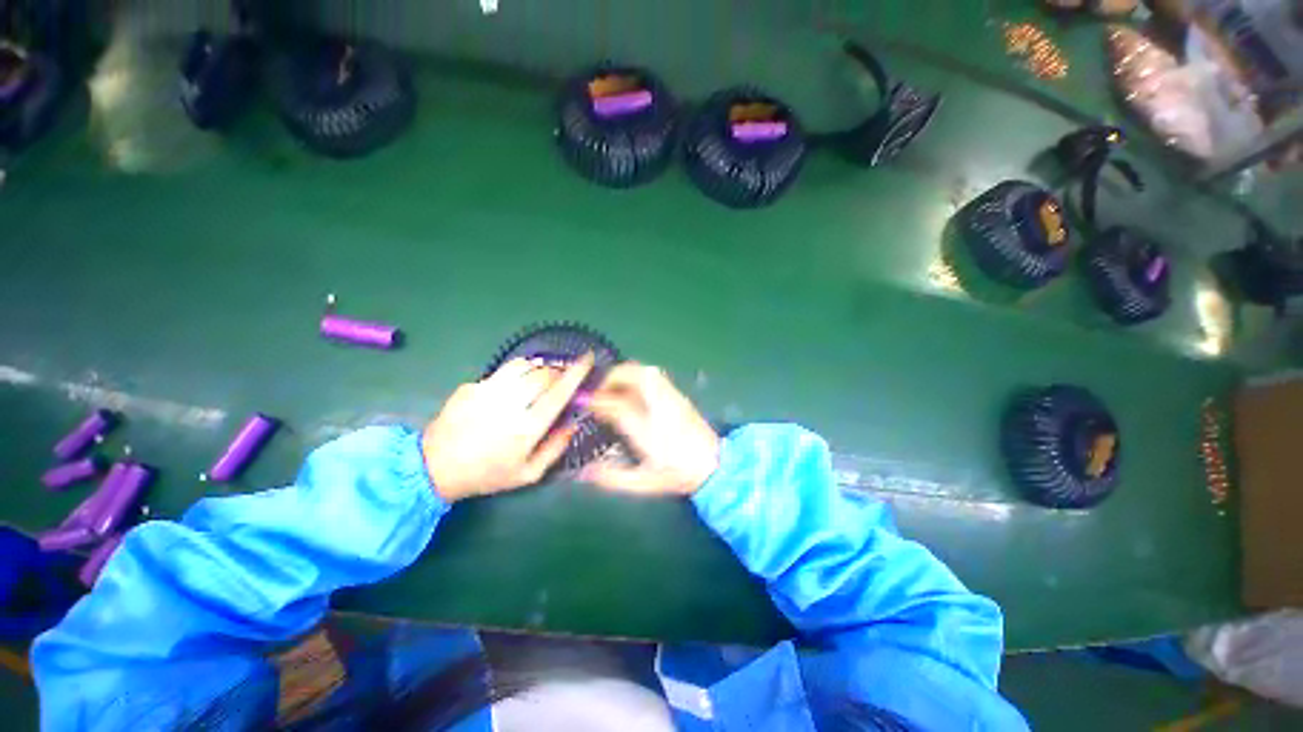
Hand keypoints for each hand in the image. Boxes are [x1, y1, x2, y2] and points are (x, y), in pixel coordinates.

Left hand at [423, 354, 593, 502]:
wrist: (435, 468)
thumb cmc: (488, 474)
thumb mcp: (528, 474)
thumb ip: (555, 448)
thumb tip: (574, 423)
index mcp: (527, 427)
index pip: (559, 392)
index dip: (576, 373)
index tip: (588, 359)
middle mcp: (509, 404)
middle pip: (543, 373)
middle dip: (558, 372)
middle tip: (561, 380)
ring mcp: (487, 391)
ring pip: (523, 365)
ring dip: (538, 368)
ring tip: (539, 378)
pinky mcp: (471, 386)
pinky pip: (502, 372)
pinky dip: (516, 375)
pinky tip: (511, 390)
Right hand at [582, 363, 719, 494]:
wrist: (714, 465)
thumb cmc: (677, 474)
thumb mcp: (644, 483)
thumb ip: (612, 478)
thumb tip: (584, 472)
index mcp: (648, 431)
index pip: (619, 406)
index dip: (598, 401)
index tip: (583, 401)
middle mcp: (660, 408)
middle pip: (635, 376)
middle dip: (612, 376)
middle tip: (597, 388)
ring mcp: (671, 398)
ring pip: (646, 371)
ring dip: (625, 373)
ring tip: (611, 386)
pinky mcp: (678, 396)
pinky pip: (654, 375)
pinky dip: (637, 375)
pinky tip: (631, 389)